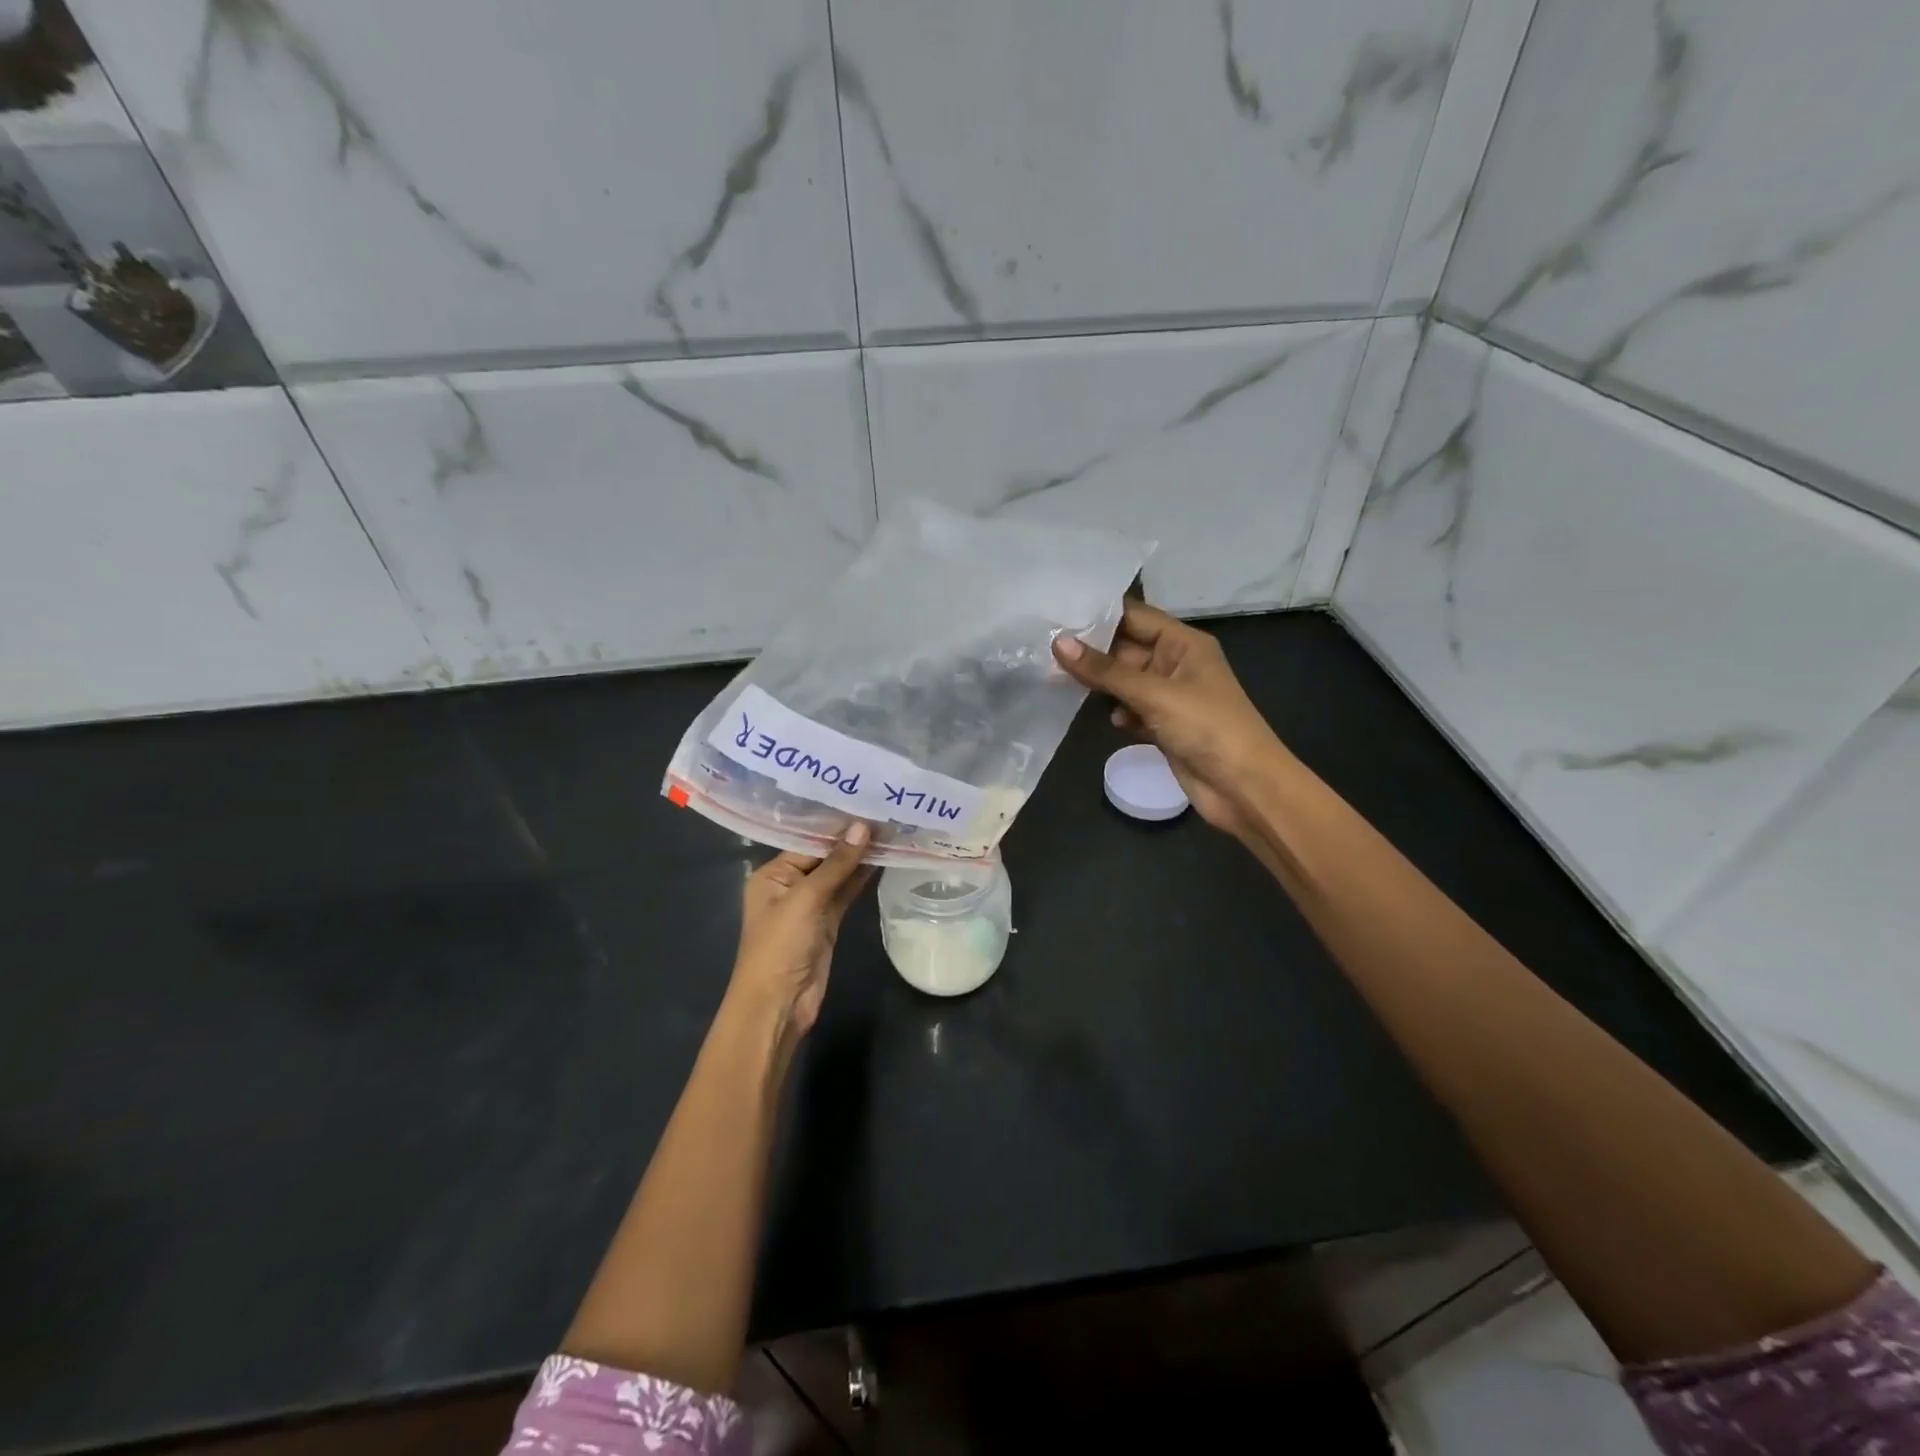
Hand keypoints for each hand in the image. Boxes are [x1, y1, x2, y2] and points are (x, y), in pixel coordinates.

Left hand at [728, 823, 873, 1040]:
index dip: (837, 825)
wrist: (779, 1004)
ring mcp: (810, 905)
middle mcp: (790, 884)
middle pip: (824, 855)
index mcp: (772, 874)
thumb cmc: (781, 945)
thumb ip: (836, 863)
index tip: (866, 802)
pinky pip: (847, 892)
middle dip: (852, 838)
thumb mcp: (806, 899)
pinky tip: (884, 859)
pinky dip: (863, 878)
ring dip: (861, 857)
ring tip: (892, 830)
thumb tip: (863, 827)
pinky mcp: (828, 921)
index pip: (808, 841)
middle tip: (885, 811)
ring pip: (839, 874)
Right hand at [1054, 602, 1288, 840]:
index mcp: (1183, 643)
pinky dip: (1117, 712)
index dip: (1098, 615)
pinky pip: (1131, 710)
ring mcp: (1170, 697)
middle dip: (1091, 652)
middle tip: (1044, 648)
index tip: (1056, 612)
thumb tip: (1058, 642)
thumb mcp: (1153, 694)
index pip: (1134, 617)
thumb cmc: (1206, 727)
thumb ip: (1105, 671)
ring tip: (1058, 678)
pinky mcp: (1164, 726)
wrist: (1244, 787)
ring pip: (1125, 682)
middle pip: (1126, 649)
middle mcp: (1176, 664)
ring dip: (1099, 684)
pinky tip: (1106, 719)